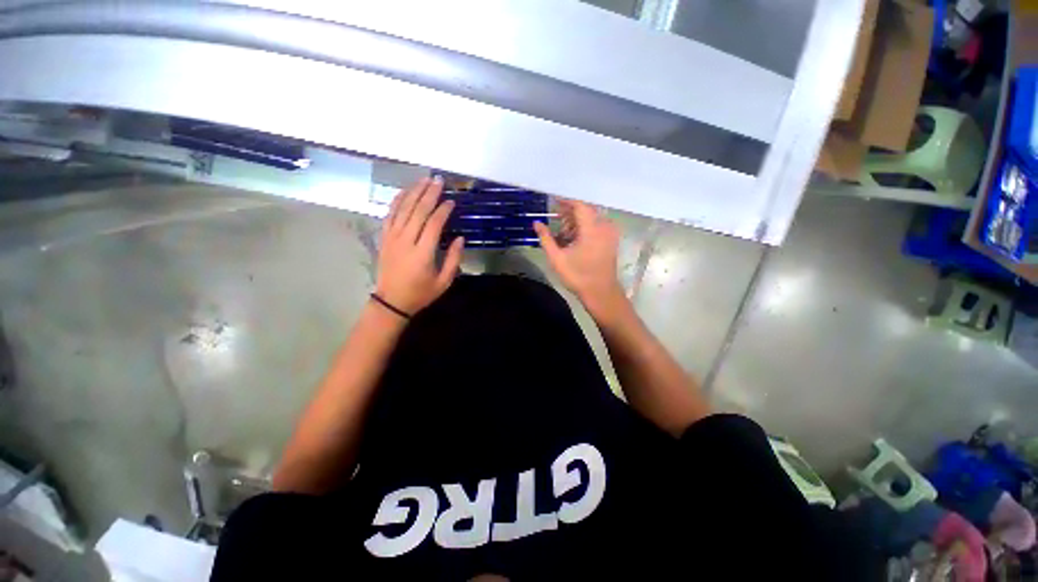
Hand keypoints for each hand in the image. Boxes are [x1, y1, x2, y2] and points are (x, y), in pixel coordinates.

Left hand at [376, 177, 463, 314]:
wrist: (391, 302)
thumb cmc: (421, 293)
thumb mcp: (444, 282)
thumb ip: (453, 259)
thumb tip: (460, 238)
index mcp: (422, 254)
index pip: (433, 224)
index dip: (443, 210)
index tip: (451, 201)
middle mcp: (406, 241)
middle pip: (417, 211)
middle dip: (429, 194)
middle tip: (438, 180)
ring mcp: (392, 238)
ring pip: (402, 209)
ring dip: (414, 192)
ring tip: (424, 179)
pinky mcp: (384, 238)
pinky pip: (390, 214)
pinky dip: (397, 201)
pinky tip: (405, 191)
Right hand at [534, 200, 624, 316]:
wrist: (601, 292)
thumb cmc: (578, 276)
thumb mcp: (557, 258)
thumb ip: (546, 238)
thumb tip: (536, 223)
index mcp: (592, 229)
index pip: (579, 205)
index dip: (565, 202)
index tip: (552, 202)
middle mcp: (604, 226)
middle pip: (585, 210)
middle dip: (569, 213)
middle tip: (555, 219)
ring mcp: (610, 233)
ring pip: (591, 218)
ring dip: (576, 221)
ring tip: (562, 233)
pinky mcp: (611, 240)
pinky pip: (596, 226)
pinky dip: (584, 228)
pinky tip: (573, 239)